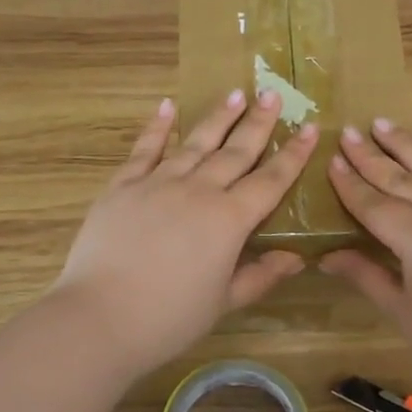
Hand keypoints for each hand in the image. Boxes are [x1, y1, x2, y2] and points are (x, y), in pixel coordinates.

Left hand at [53, 90, 317, 377]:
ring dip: (217, 117)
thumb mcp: (224, 302)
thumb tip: (297, 258)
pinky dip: (157, 127)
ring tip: (236, 93)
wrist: (101, 317)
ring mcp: (157, 184)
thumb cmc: (169, 318)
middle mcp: (198, 191)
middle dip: (258, 122)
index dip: (293, 155)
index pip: (270, 181)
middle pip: (235, 151)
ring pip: (195, 143)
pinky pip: (144, 150)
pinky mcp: (122, 187)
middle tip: (273, 94)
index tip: (310, 128)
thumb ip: (261, 276)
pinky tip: (167, 106)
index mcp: (229, 220)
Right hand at [321, 120, 411, 391]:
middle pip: (402, 177)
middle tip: (349, 132)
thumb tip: (327, 256)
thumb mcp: (404, 313)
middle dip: (371, 155)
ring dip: (407, 144)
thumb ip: (366, 275)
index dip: (350, 183)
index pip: (374, 204)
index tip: (332, 160)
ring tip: (383, 124)